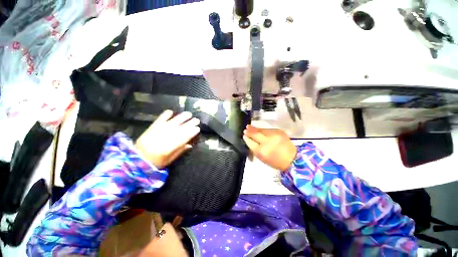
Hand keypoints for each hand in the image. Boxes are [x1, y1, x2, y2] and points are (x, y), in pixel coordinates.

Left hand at [135, 110, 199, 168]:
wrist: (136, 159)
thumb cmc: (155, 162)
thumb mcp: (169, 160)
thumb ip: (180, 151)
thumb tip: (189, 144)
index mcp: (171, 146)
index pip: (185, 137)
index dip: (192, 132)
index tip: (198, 129)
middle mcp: (167, 136)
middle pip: (181, 128)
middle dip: (190, 123)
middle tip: (197, 120)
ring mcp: (159, 130)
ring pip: (173, 122)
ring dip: (181, 117)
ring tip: (188, 114)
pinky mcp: (153, 127)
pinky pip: (160, 119)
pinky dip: (165, 115)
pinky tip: (171, 111)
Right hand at [243, 125, 296, 170]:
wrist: (292, 158)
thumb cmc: (275, 161)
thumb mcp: (262, 158)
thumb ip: (254, 149)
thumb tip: (249, 140)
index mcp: (262, 151)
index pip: (251, 142)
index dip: (247, 138)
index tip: (244, 136)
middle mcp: (267, 142)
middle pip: (255, 134)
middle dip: (249, 131)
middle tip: (245, 130)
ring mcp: (273, 135)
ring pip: (261, 130)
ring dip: (255, 128)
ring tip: (249, 126)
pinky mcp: (279, 131)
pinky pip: (267, 129)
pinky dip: (262, 130)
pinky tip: (259, 129)